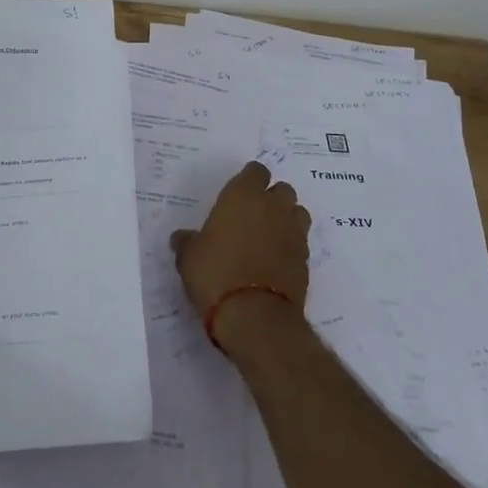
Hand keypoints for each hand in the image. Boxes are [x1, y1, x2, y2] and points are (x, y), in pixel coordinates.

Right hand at [171, 162, 309, 344]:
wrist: (255, 316)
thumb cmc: (215, 274)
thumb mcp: (189, 257)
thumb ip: (187, 241)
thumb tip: (181, 238)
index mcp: (243, 196)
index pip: (256, 171)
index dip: (249, 180)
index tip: (238, 194)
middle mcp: (273, 207)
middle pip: (282, 189)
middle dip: (272, 198)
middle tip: (254, 216)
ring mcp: (294, 233)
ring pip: (298, 213)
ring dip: (287, 219)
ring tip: (270, 237)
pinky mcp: (306, 260)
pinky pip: (301, 242)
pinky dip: (292, 246)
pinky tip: (276, 261)